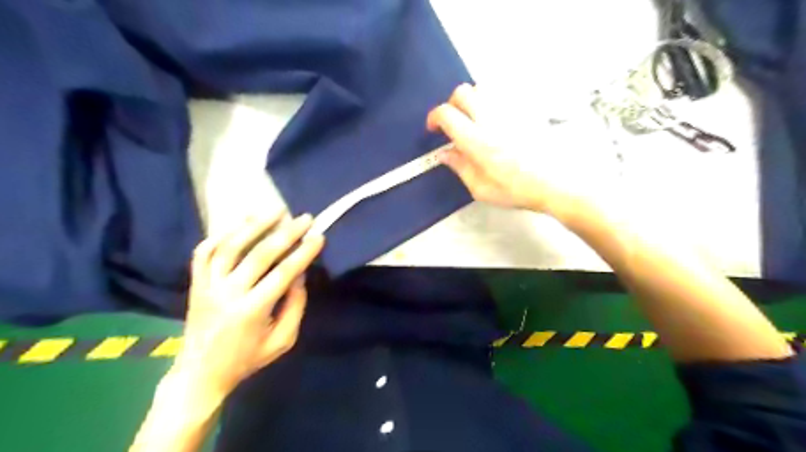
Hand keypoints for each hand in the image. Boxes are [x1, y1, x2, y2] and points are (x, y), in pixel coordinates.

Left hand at [172, 212, 322, 398]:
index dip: (303, 253)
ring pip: (229, 247)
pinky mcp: (195, 284)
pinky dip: (220, 235)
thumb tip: (299, 275)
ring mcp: (207, 286)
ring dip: (253, 226)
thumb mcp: (282, 341)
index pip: (283, 273)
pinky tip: (240, 225)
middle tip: (304, 218)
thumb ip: (295, 307)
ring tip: (274, 211)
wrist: (199, 373)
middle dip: (286, 233)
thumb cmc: (247, 359)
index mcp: (252, 311)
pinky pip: (203, 253)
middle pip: (259, 255)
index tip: (318, 236)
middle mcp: (227, 293)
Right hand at [427, 84, 617, 218]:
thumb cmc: (518, 189)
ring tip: (475, 118)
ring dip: (472, 100)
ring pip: (483, 87)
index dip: (434, 117)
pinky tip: (496, 118)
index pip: (446, 114)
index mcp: (477, 141)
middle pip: (462, 92)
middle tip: (454, 121)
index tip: (434, 128)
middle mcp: (491, 119)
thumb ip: (459, 167)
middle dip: (452, 104)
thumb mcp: (481, 188)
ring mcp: (510, 111)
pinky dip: (493, 101)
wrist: (556, 182)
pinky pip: (504, 94)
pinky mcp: (525, 109)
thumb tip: (445, 154)